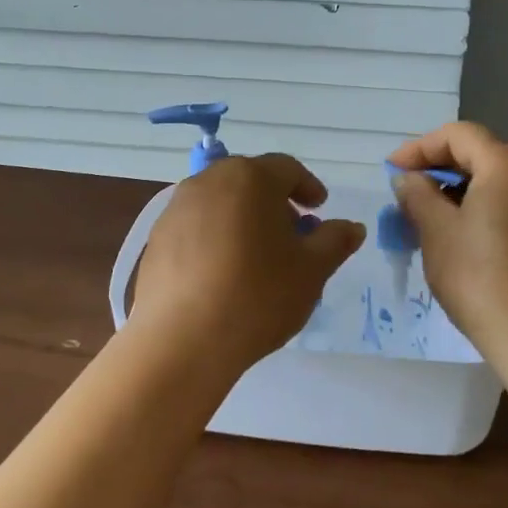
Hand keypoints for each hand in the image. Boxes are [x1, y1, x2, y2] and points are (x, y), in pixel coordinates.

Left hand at [128, 154, 365, 378]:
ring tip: (257, 256)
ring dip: (243, 217)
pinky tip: (223, 272)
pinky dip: (215, 236)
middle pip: (250, 180)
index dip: (308, 187)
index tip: (319, 209)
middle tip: (291, 233)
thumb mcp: (311, 270)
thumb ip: (334, 241)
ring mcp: (177, 207)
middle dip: (274, 202)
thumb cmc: (257, 295)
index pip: (287, 168)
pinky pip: (196, 225)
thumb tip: (351, 227)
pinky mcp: (156, 237)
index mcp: (250, 178)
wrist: (182, 339)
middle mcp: (209, 180)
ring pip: (220, 201)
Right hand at [388, 123, 507, 358]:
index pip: (458, 135)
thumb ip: (418, 194)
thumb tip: (408, 178)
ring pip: (503, 180)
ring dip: (466, 190)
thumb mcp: (437, 231)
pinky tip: (471, 236)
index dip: (420, 148)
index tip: (392, 172)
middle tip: (411, 195)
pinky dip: (492, 208)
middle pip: (483, 154)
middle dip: (443, 169)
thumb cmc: (481, 278)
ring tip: (436, 219)